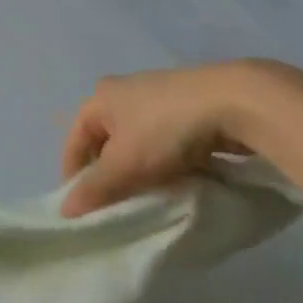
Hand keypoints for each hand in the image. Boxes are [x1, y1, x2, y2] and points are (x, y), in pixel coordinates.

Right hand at [59, 62, 278, 218]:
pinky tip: (178, 179)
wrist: (237, 102)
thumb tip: (66, 211)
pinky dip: (166, 161)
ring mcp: (159, 96)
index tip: (85, 209)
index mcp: (100, 97)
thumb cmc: (166, 129)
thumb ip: (95, 189)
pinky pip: (166, 140)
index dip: (74, 176)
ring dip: (139, 170)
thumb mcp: (125, 164)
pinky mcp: (190, 105)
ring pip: (137, 142)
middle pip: (106, 142)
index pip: (74, 141)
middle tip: (119, 205)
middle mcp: (124, 91)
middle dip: (110, 174)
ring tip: (150, 196)